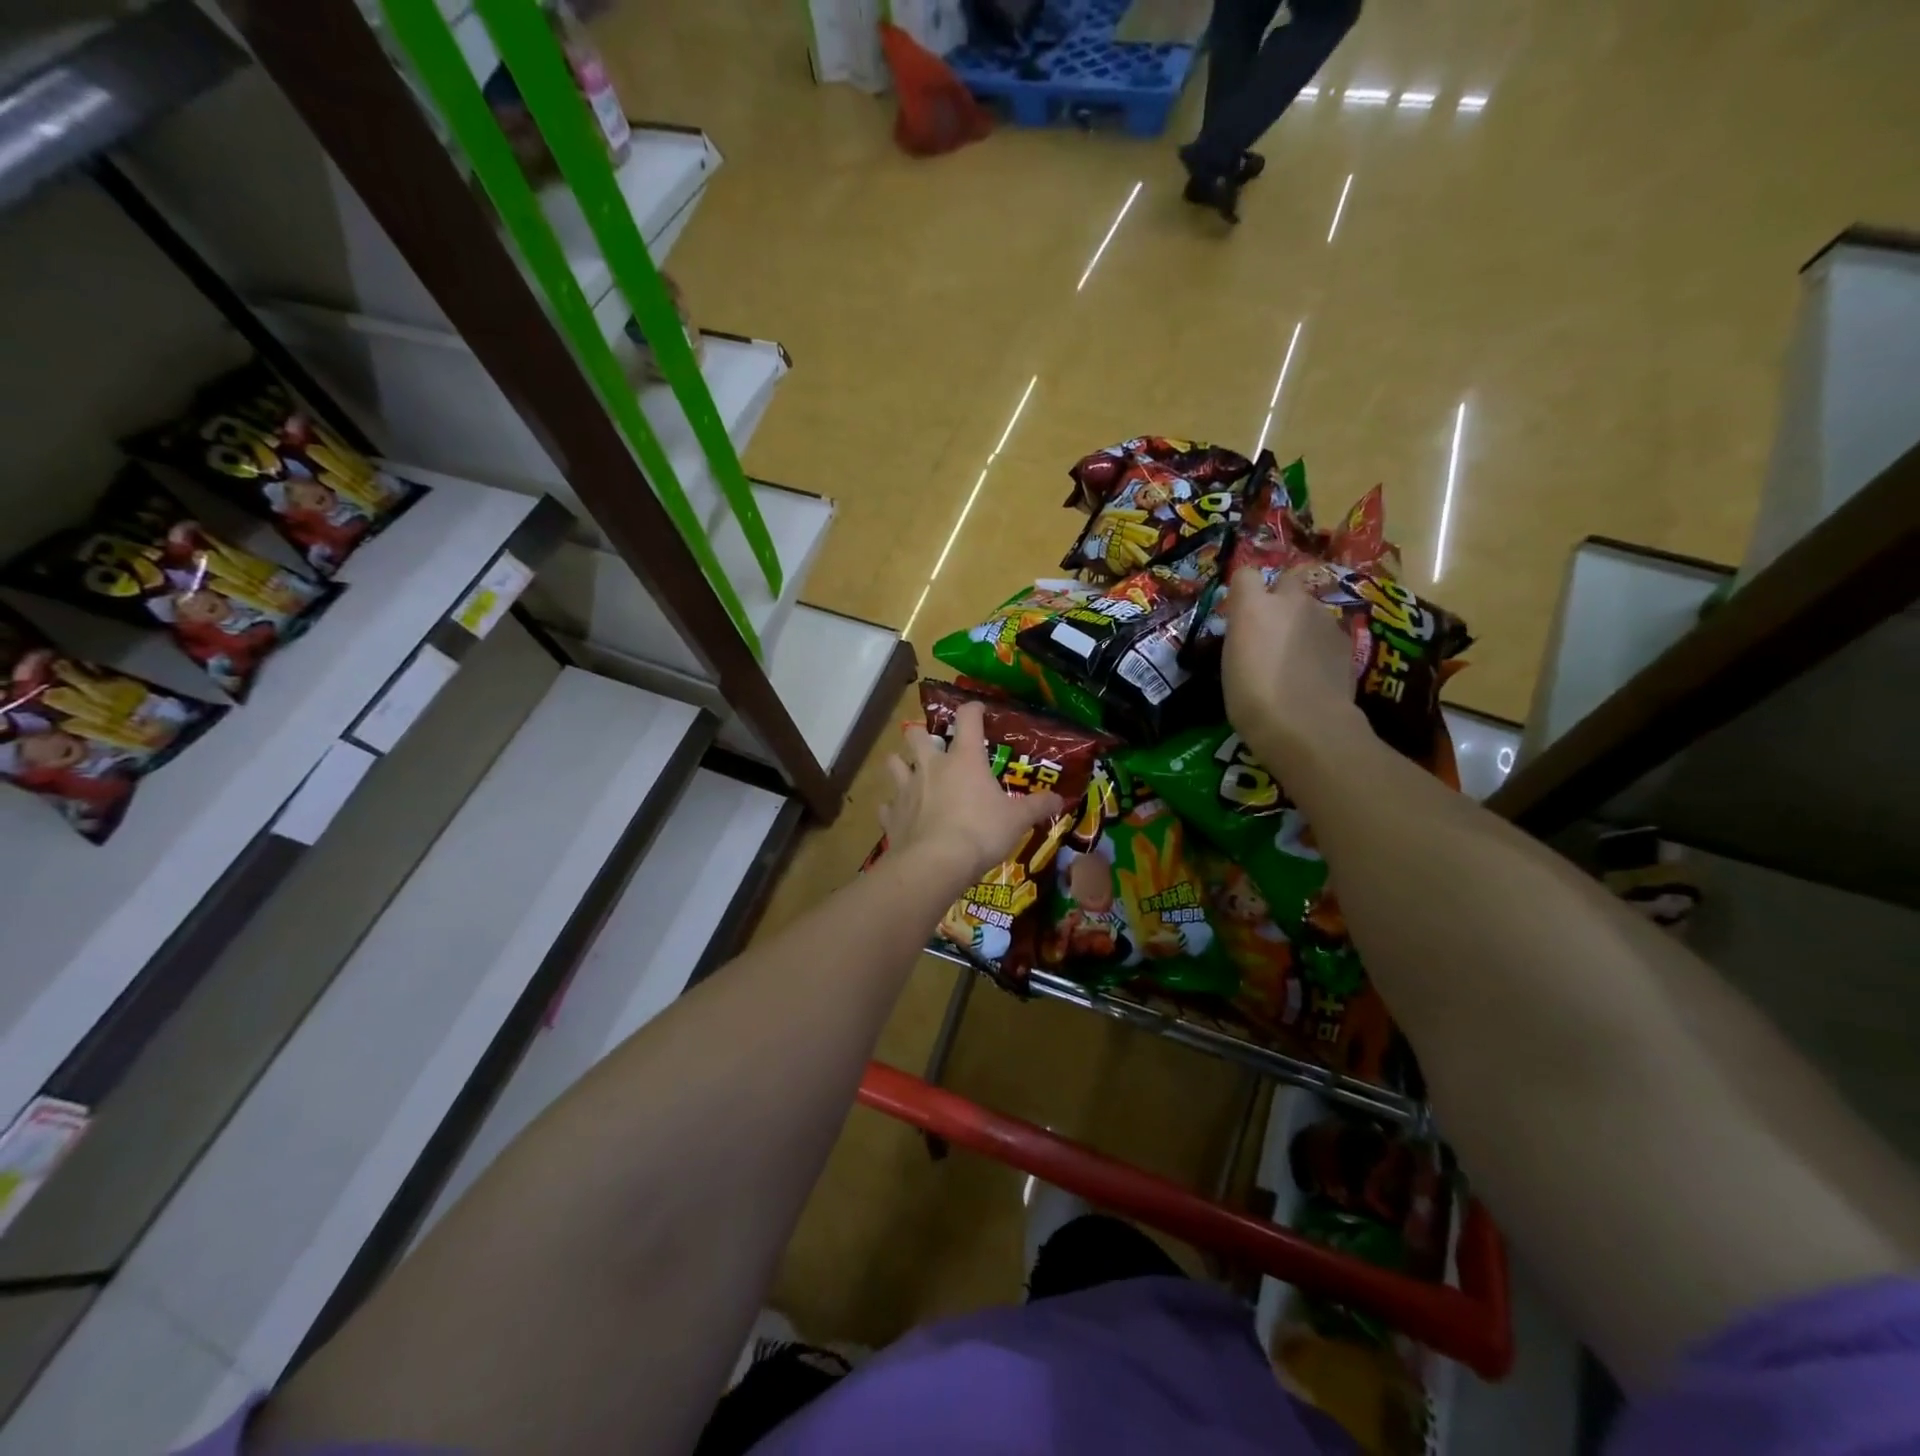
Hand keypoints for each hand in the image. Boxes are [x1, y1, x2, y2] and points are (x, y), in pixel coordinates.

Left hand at [879, 700, 1065, 889]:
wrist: (935, 863)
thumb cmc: (981, 832)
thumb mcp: (1017, 820)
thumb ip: (1038, 806)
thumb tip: (1060, 799)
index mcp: (964, 758)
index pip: (968, 719)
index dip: (973, 709)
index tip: (977, 710)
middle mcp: (931, 766)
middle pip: (915, 734)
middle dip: (920, 733)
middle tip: (931, 744)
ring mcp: (906, 789)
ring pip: (894, 763)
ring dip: (900, 764)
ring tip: (908, 772)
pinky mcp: (891, 815)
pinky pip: (887, 805)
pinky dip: (892, 807)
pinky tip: (899, 814)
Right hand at [1222, 566, 1363, 754]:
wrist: (1306, 723)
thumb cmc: (1252, 698)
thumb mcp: (1231, 665)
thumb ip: (1243, 637)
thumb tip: (1251, 634)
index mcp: (1254, 607)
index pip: (1245, 575)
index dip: (1243, 590)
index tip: (1240, 610)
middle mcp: (1291, 602)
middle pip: (1287, 580)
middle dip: (1281, 596)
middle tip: (1272, 628)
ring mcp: (1323, 618)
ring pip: (1310, 609)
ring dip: (1302, 623)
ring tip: (1296, 657)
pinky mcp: (1346, 639)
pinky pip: (1328, 632)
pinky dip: (1321, 645)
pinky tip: (1316, 672)